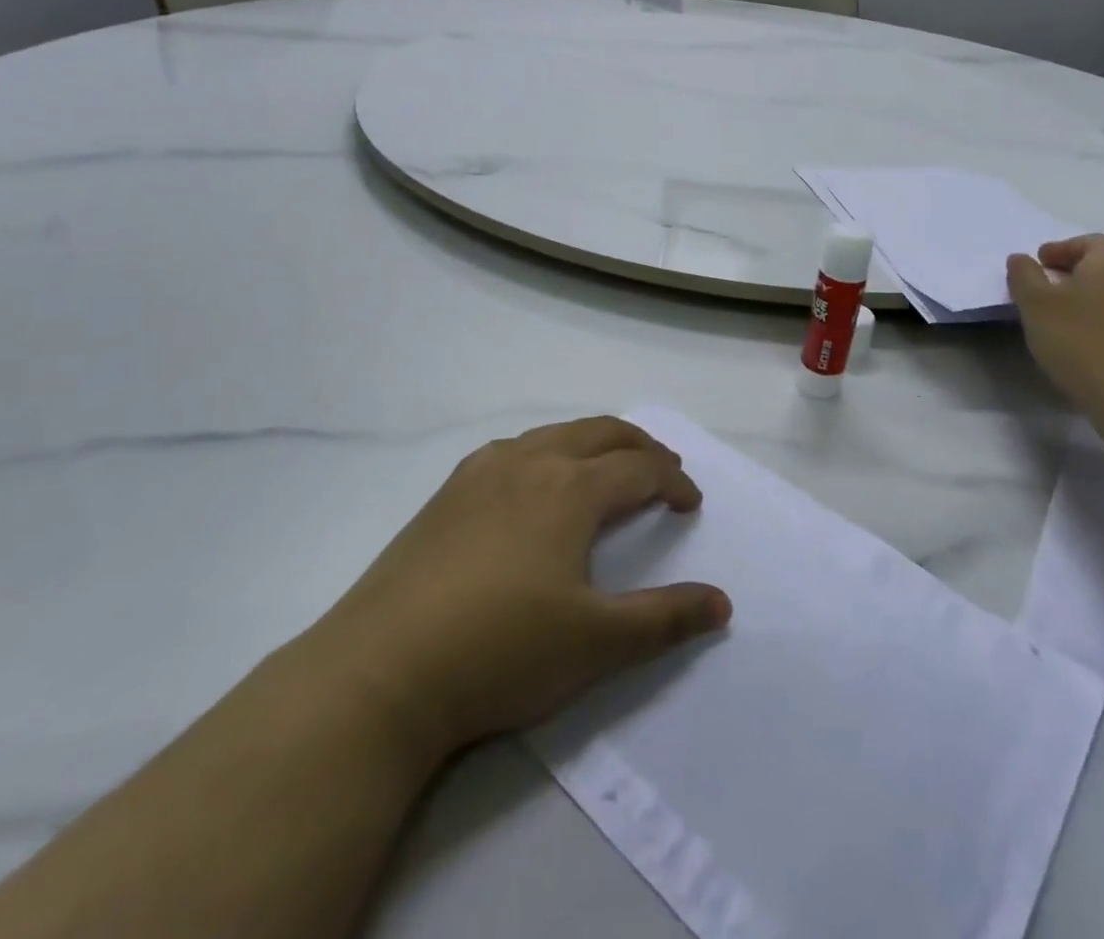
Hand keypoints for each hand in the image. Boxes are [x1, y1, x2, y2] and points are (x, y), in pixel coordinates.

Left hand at [308, 417, 730, 760]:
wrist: (380, 672)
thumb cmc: (501, 651)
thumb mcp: (597, 643)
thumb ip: (665, 619)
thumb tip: (722, 603)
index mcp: (571, 488)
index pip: (640, 469)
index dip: (673, 482)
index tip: (690, 504)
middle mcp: (530, 462)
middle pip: (600, 433)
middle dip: (640, 446)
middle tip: (663, 469)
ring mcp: (481, 472)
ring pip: (553, 434)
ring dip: (592, 443)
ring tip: (607, 469)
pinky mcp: (446, 492)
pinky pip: (512, 450)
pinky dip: (545, 452)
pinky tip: (534, 484)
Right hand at [1008, 237, 1103, 407]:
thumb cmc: (1084, 340)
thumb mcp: (1036, 304)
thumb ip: (1023, 274)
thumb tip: (1021, 259)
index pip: (1076, 244)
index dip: (1048, 259)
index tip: (1030, 280)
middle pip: (1100, 265)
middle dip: (1071, 278)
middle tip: (1044, 300)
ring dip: (1092, 299)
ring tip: (1066, 323)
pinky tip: (1092, 340)